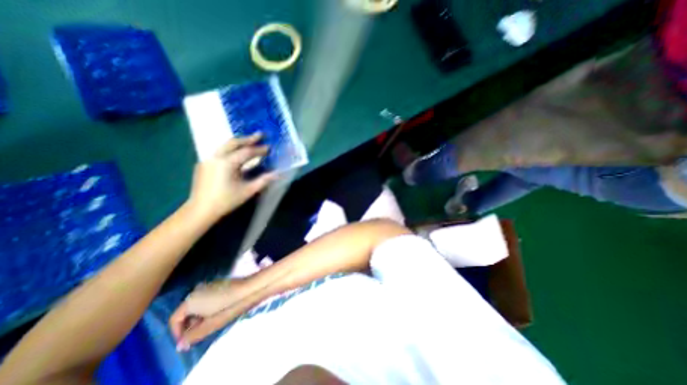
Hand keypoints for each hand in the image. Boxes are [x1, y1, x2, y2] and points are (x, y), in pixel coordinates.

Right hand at [169, 279, 253, 349]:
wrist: (248, 288)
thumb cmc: (228, 306)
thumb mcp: (210, 324)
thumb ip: (193, 335)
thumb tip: (180, 346)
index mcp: (190, 300)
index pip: (174, 319)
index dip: (177, 333)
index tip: (186, 341)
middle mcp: (196, 290)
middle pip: (185, 311)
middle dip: (189, 324)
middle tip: (199, 333)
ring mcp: (207, 284)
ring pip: (196, 304)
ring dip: (198, 315)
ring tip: (210, 322)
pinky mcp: (218, 282)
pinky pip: (206, 297)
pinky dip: (207, 306)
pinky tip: (218, 310)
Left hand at [187, 134, 274, 219]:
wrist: (201, 209)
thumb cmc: (226, 201)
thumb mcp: (248, 191)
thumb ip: (263, 180)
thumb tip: (278, 173)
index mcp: (227, 163)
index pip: (247, 152)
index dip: (260, 149)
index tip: (270, 148)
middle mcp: (216, 157)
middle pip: (234, 142)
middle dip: (249, 138)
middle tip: (261, 134)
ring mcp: (208, 159)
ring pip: (225, 145)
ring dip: (239, 142)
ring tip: (251, 141)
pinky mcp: (204, 163)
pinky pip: (220, 151)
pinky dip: (231, 148)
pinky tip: (237, 152)